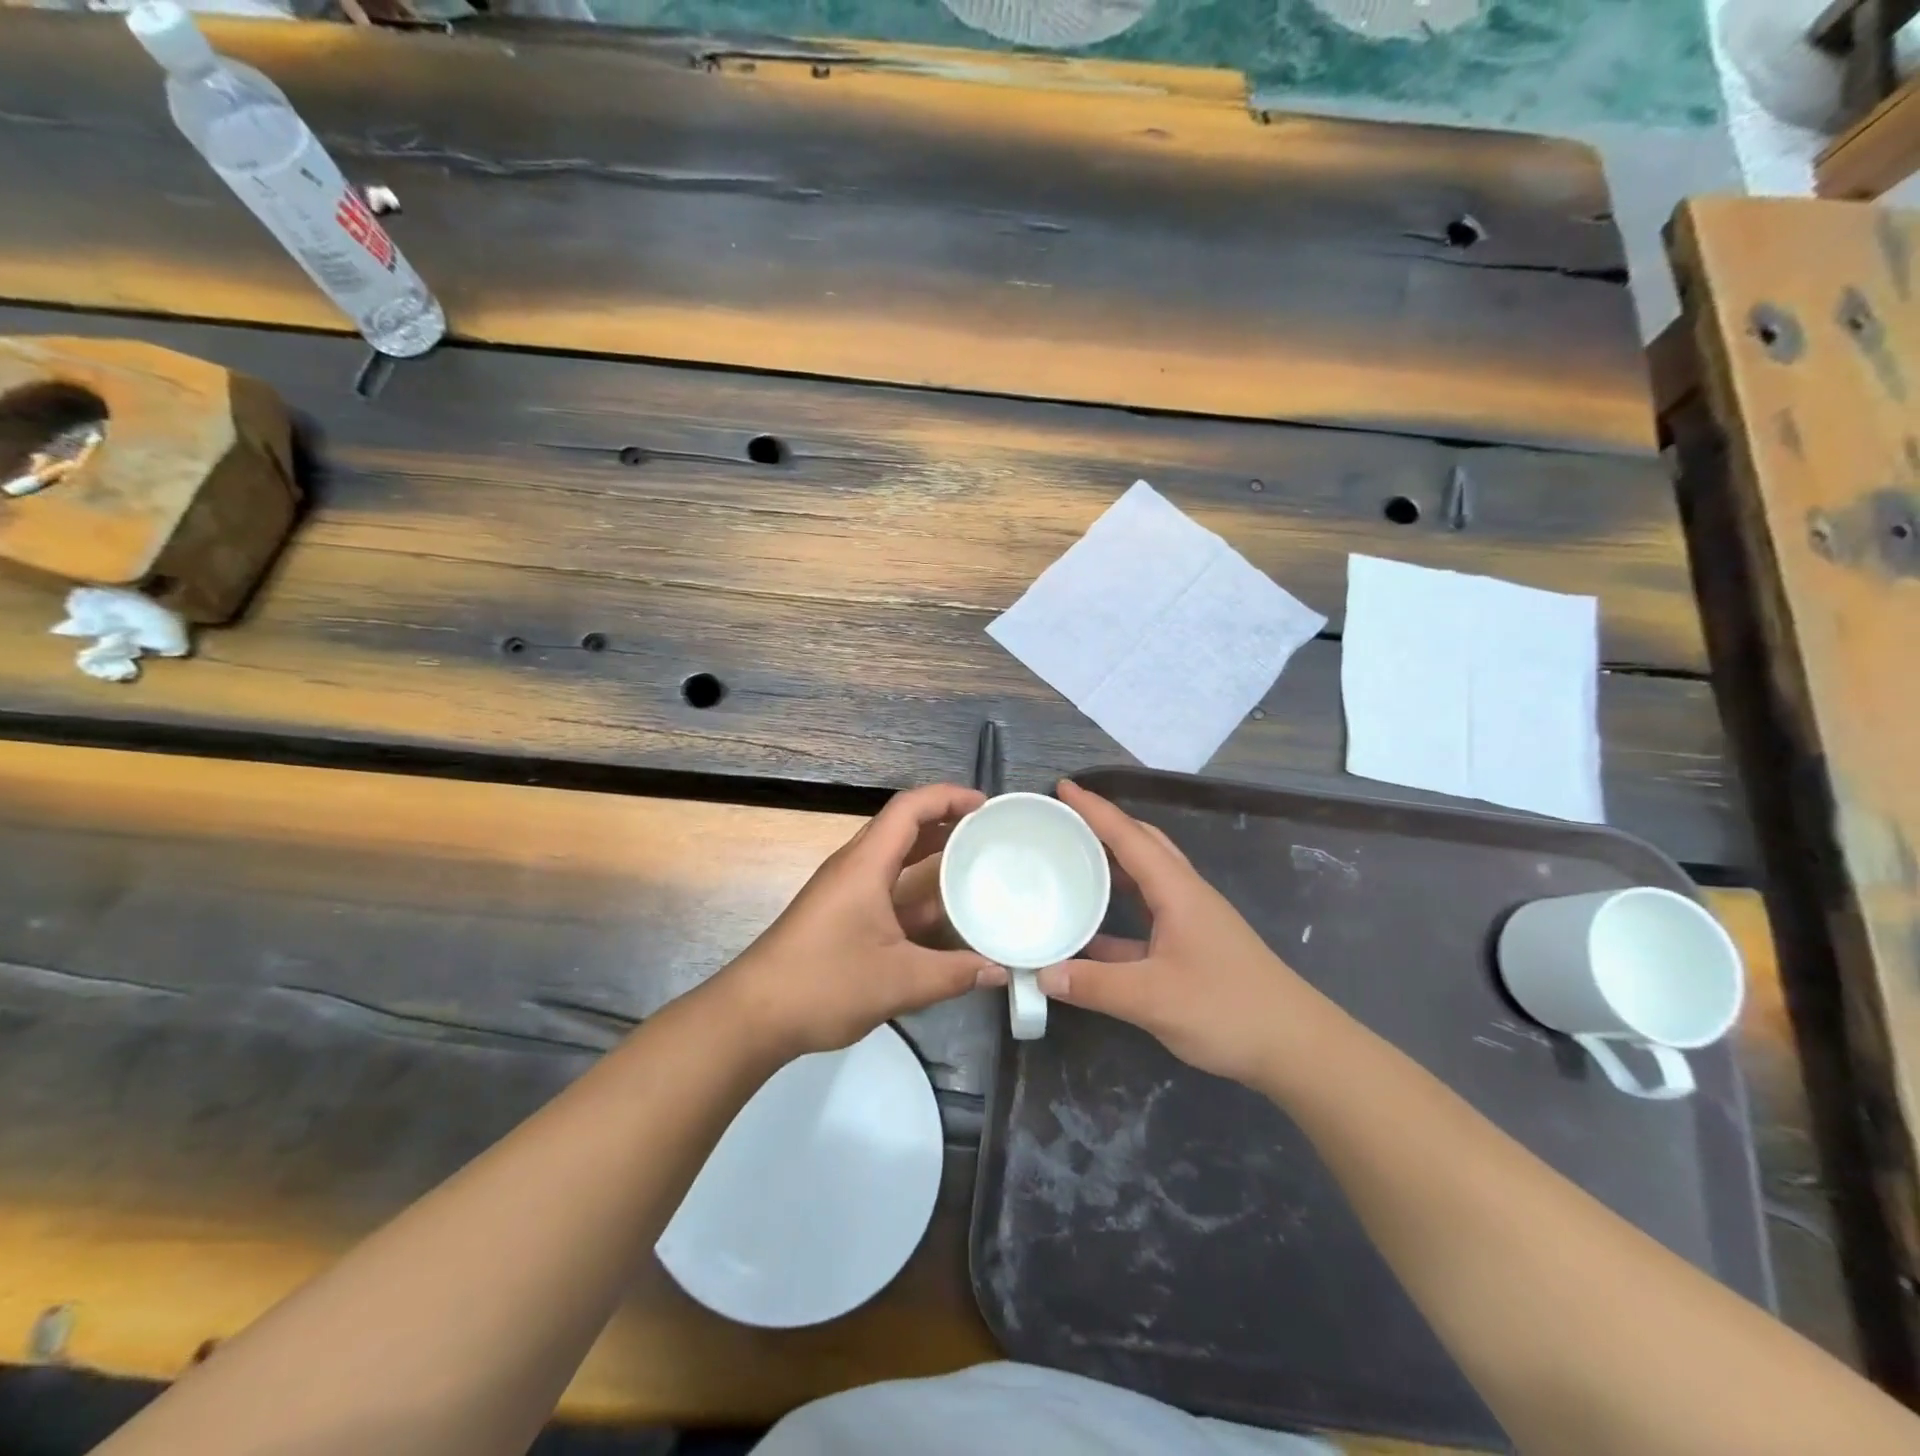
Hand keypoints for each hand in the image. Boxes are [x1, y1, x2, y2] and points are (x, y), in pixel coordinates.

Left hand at [717, 784, 1008, 1057]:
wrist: (753, 1015)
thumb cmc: (824, 984)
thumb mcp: (899, 981)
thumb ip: (954, 974)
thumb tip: (999, 970)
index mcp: (866, 865)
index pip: (909, 808)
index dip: (948, 797)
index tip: (985, 806)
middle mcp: (854, 867)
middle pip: (902, 826)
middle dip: (945, 822)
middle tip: (988, 833)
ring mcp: (845, 891)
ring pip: (894, 858)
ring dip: (931, 855)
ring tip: (974, 863)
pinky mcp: (840, 915)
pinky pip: (886, 886)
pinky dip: (916, 888)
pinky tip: (942, 912)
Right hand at [1036, 780, 1329, 1087]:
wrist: (1295, 1047)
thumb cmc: (1227, 1009)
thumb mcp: (1153, 998)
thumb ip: (1095, 985)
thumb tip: (1043, 974)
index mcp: (1177, 891)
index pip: (1128, 837)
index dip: (1094, 809)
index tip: (1062, 787)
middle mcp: (1185, 895)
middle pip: (1142, 844)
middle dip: (1104, 826)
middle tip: (1064, 820)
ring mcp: (1192, 920)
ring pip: (1146, 877)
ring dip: (1112, 864)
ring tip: (1073, 861)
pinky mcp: (1193, 946)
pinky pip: (1147, 913)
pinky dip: (1118, 911)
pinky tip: (1091, 931)